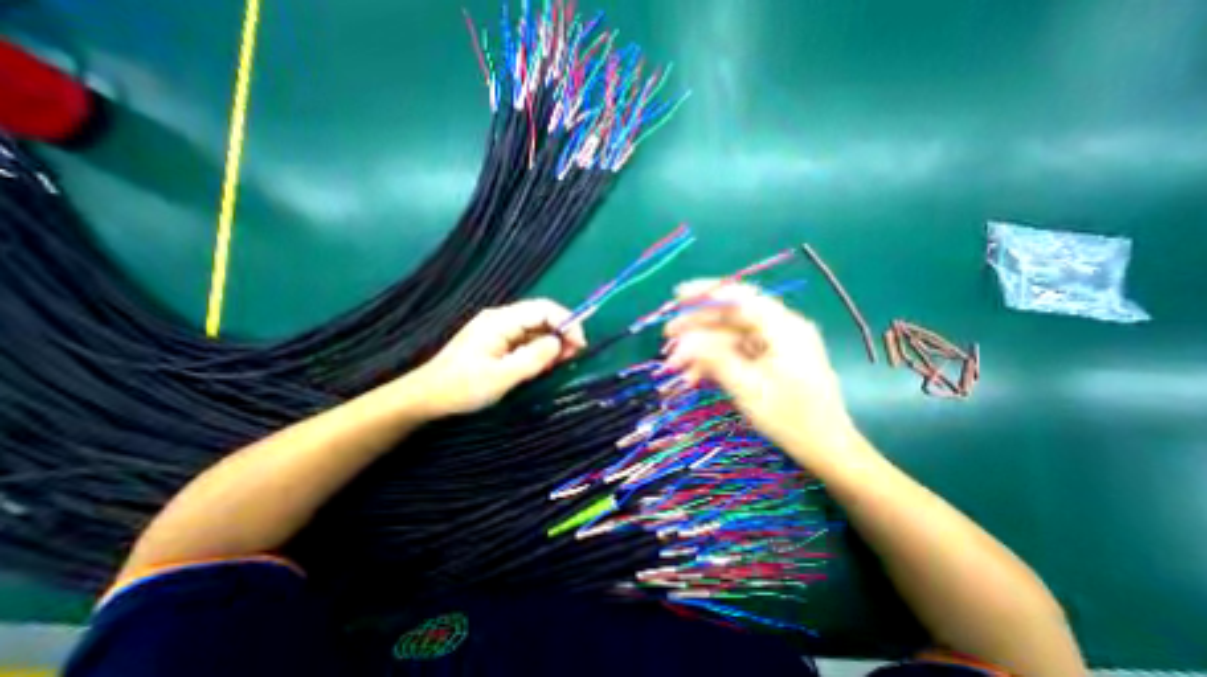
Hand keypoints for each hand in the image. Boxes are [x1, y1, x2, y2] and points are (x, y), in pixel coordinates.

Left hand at [411, 295, 588, 414]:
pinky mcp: (498, 342)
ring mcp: (499, 330)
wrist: (426, 397)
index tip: (579, 344)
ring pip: (536, 328)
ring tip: (563, 361)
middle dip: (562, 332)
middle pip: (541, 316)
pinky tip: (546, 362)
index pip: (543, 309)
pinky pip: (526, 340)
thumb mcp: (501, 377)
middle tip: (574, 355)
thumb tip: (559, 343)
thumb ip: (533, 359)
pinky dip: (540, 349)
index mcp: (500, 321)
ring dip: (553, 342)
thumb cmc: (461, 388)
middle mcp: (501, 319)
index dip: (566, 322)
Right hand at [664, 281, 852, 464]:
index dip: (707, 292)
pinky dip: (714, 362)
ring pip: (728, 336)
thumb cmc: (792, 418)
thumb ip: (715, 358)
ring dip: (701, 349)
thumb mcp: (748, 388)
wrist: (826, 449)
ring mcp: (773, 345)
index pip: (741, 296)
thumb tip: (684, 341)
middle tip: (667, 334)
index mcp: (783, 327)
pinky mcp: (767, 360)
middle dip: (697, 326)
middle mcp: (779, 329)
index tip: (678, 296)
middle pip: (731, 316)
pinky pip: (735, 353)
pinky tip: (693, 376)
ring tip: (675, 364)